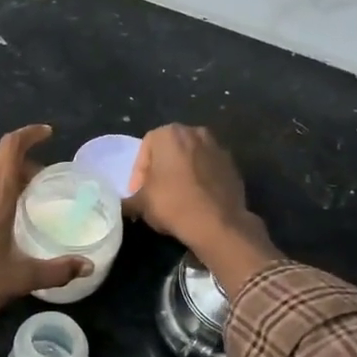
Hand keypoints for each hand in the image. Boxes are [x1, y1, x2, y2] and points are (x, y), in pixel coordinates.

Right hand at [127, 124, 280, 294]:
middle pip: (169, 151)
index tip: (137, 193)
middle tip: (154, 192)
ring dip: (181, 173)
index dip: (138, 173)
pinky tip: (196, 200)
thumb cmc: (173, 204)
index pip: (145, 149)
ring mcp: (218, 147)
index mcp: (169, 134)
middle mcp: (195, 132)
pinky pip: (209, 169)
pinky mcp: (233, 165)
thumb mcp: (141, 203)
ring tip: (176, 196)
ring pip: (190, 159)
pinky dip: (200, 180)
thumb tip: (123, 204)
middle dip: (160, 169)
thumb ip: (129, 198)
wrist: (219, 223)